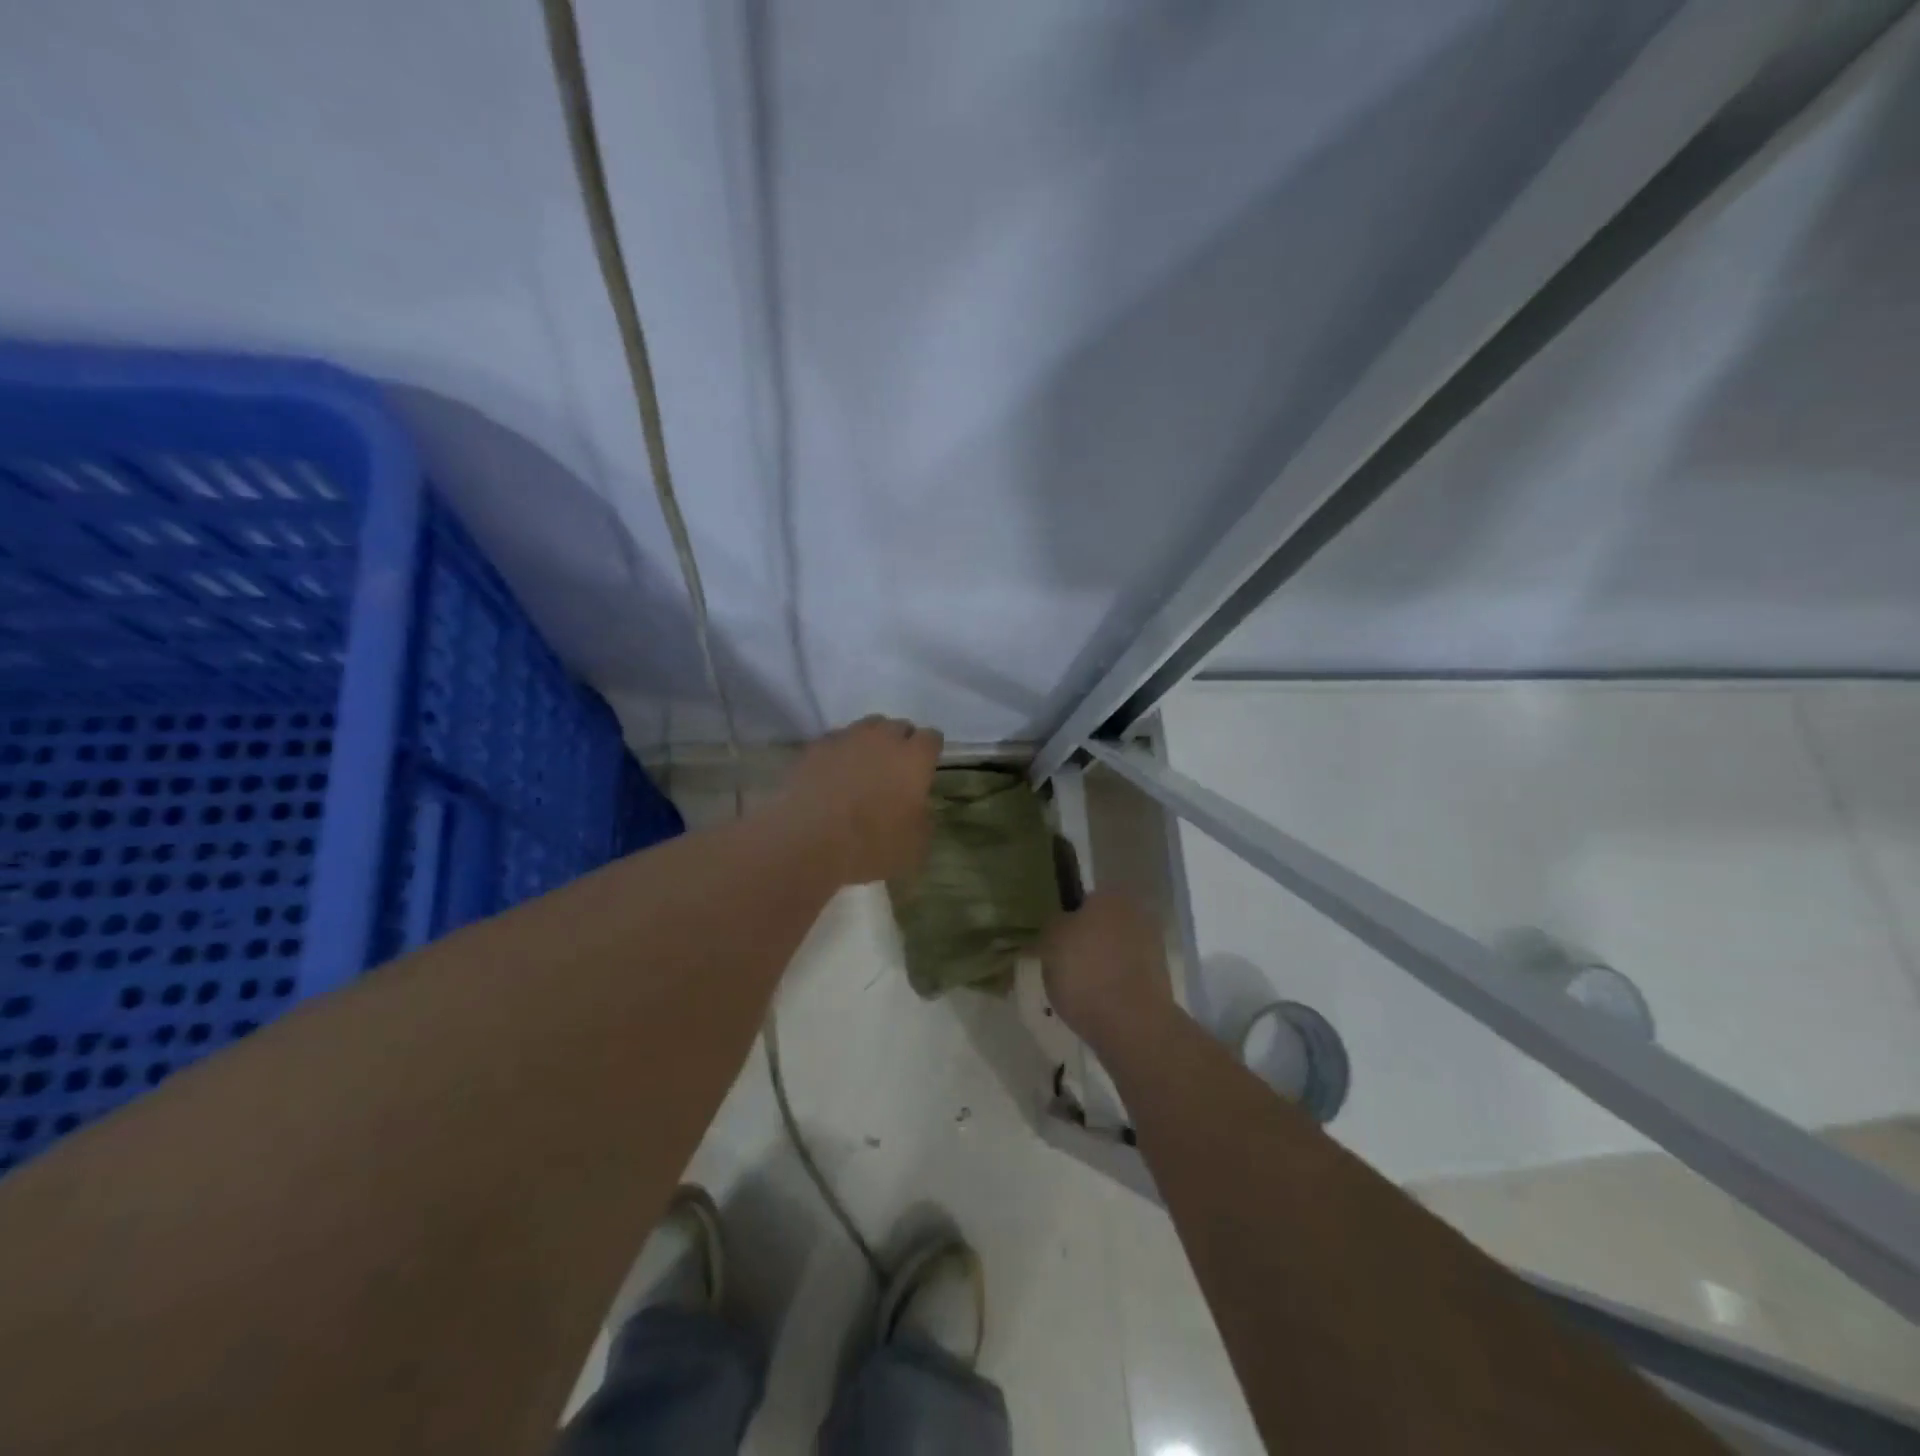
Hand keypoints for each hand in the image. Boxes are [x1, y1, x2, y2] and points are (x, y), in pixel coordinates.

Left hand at [776, 715, 943, 885]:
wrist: (808, 844)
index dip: (930, 752)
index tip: (925, 768)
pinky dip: (839, 753)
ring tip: (862, 768)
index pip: (932, 738)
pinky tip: (833, 774)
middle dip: (900, 743)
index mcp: (914, 759)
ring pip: (865, 728)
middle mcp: (882, 739)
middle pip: (898, 726)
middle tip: (894, 770)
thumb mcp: (916, 846)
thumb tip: (918, 807)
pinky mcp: (814, 748)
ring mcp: (845, 739)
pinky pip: (834, 741)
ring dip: (869, 743)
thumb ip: (924, 818)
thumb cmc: (871, 847)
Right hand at [1040, 891, 1171, 1045]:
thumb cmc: (1085, 972)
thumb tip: (1064, 923)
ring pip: (1115, 951)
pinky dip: (1113, 985)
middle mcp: (1137, 914)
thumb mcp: (1050, 941)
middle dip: (1087, 941)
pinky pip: (1126, 975)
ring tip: (1078, 990)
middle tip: (1064, 965)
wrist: (1132, 1024)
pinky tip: (1097, 1003)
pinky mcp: (1160, 979)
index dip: (1068, 919)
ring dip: (1100, 964)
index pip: (1084, 900)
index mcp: (1111, 896)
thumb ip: (1055, 924)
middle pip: (1102, 925)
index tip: (1055, 941)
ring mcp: (1153, 947)